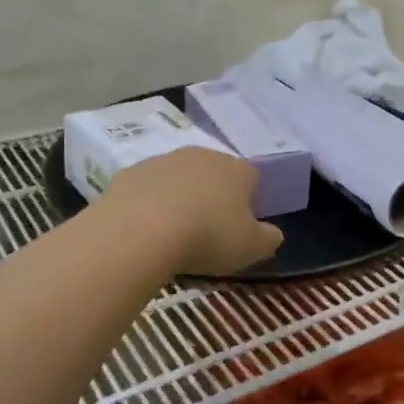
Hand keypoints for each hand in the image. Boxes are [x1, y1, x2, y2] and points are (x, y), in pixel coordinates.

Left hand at [102, 147, 283, 275]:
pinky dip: (148, 204)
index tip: (240, 228)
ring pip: (179, 179)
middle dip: (213, 197)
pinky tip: (144, 230)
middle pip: (215, 174)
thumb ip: (269, 238)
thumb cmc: (207, 237)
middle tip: (207, 231)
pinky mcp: (131, 172)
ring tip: (173, 234)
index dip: (249, 202)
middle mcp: (203, 155)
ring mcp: (164, 160)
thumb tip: (273, 233)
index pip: (252, 178)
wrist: (139, 231)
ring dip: (180, 198)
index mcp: (238, 170)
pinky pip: (147, 189)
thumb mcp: (251, 248)